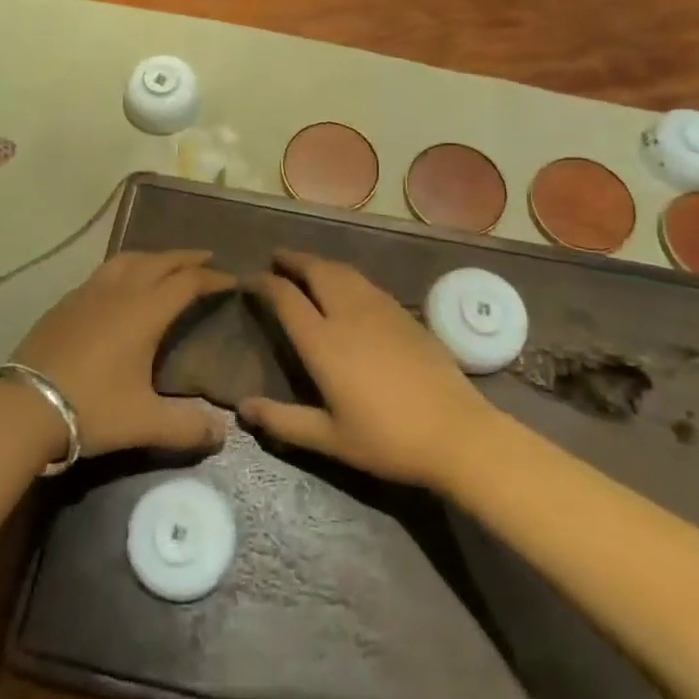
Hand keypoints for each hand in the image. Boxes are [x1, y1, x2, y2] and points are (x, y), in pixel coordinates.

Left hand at [9, 250, 234, 458]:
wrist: (24, 406)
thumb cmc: (92, 408)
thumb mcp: (144, 423)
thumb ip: (187, 427)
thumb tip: (222, 432)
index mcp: (145, 311)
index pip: (187, 282)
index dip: (213, 278)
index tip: (231, 279)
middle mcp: (120, 291)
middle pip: (160, 261)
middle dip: (187, 258)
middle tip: (208, 258)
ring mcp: (88, 292)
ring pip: (128, 259)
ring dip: (153, 257)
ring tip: (165, 264)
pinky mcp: (65, 302)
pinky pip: (104, 272)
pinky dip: (124, 269)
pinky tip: (120, 286)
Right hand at [240, 250, 490, 491]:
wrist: (456, 433)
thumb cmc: (387, 440)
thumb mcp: (330, 439)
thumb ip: (283, 421)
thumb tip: (242, 408)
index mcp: (323, 341)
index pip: (284, 297)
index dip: (263, 283)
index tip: (248, 280)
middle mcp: (347, 313)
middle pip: (315, 270)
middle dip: (292, 260)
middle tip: (276, 259)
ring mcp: (379, 308)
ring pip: (342, 271)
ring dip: (319, 263)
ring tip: (306, 266)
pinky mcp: (404, 313)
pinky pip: (364, 282)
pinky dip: (344, 275)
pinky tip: (346, 287)